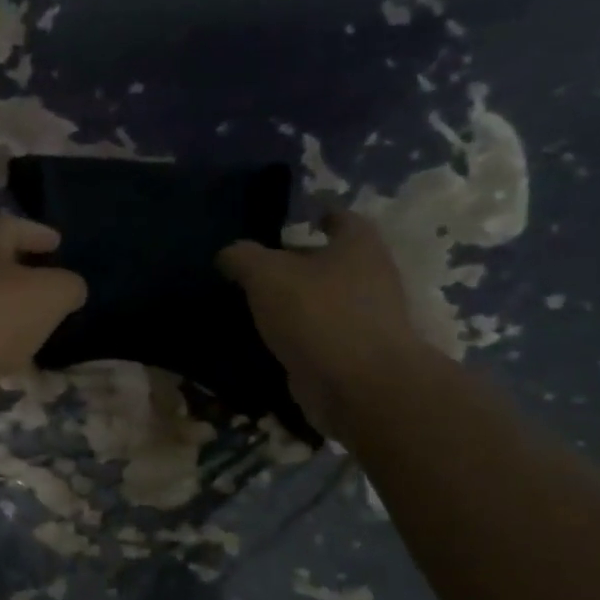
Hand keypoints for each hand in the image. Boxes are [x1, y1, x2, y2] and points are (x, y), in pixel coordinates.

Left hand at [0, 216, 86, 416]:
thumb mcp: (48, 295)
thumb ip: (68, 287)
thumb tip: (71, 289)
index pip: (13, 227)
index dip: (37, 233)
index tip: (58, 242)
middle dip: (23, 276)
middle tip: (51, 290)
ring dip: (9, 315)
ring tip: (38, 330)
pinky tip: (12, 362)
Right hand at [217, 210, 433, 439]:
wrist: (358, 384)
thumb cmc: (317, 313)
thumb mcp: (265, 274)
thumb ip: (243, 257)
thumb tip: (229, 254)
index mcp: (358, 245)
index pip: (341, 218)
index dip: (319, 215)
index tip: (296, 220)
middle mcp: (371, 275)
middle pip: (334, 260)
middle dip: (302, 261)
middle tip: (260, 266)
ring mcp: (367, 317)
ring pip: (326, 298)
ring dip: (298, 300)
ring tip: (256, 304)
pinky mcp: (354, 352)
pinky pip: (320, 333)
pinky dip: (298, 333)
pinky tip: (268, 338)